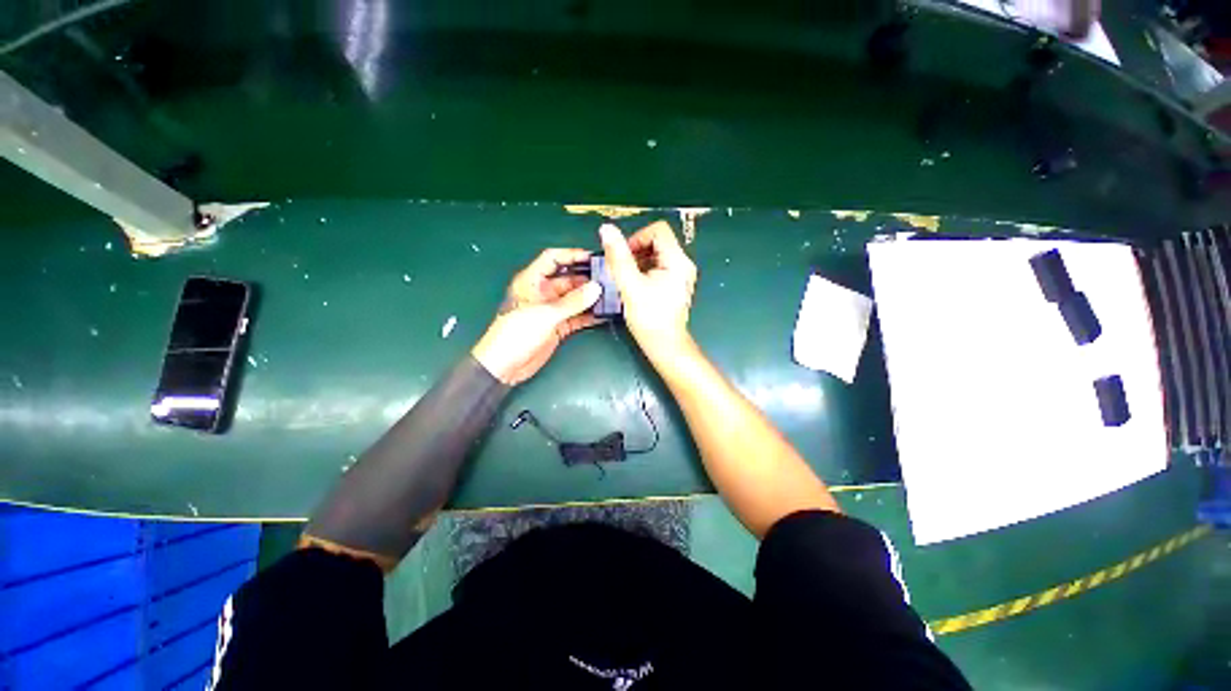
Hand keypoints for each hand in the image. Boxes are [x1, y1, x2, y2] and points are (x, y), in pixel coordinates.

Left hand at [472, 248, 602, 385]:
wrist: (505, 366)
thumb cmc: (517, 334)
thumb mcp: (545, 315)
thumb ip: (573, 302)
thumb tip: (597, 288)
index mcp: (532, 281)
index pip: (552, 259)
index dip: (571, 255)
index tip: (593, 257)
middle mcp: (543, 293)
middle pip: (568, 280)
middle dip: (587, 280)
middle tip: (609, 280)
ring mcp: (551, 310)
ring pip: (575, 299)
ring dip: (590, 298)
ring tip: (611, 296)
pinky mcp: (558, 326)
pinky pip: (576, 317)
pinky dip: (588, 315)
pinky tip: (604, 313)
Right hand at [599, 221, 697, 361]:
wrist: (665, 345)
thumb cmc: (649, 318)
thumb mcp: (630, 286)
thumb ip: (618, 257)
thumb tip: (606, 229)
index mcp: (677, 260)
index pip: (658, 230)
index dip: (637, 238)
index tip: (623, 257)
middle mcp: (683, 264)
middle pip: (657, 241)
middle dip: (636, 252)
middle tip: (622, 270)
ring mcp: (681, 275)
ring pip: (656, 255)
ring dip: (638, 262)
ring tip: (627, 279)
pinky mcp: (675, 285)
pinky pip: (658, 267)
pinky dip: (644, 271)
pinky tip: (635, 286)